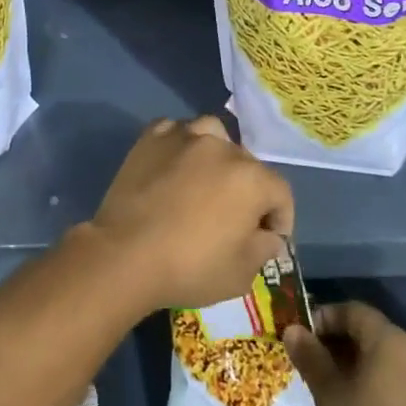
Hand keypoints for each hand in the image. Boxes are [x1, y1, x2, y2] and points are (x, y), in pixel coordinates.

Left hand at [88, 116, 292, 311]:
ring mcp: (184, 137)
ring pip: (213, 135)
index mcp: (251, 178)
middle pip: (247, 164)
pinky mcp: (151, 138)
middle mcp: (221, 147)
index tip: (269, 239)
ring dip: (217, 155)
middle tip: (234, 217)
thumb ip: (264, 248)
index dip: (280, 218)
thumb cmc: (189, 267)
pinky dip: (181, 145)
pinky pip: (176, 132)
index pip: (280, 193)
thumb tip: (269, 235)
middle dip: (249, 190)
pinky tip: (175, 164)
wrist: (125, 254)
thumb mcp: (241, 273)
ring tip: (206, 180)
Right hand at [284, 303, 405, 405]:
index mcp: (390, 340)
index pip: (352, 310)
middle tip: (308, 362)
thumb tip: (293, 330)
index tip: (300, 337)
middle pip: (368, 333)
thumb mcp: (329, 394)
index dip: (323, 317)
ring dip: (352, 365)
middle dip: (336, 343)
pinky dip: (370, 384)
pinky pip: (393, 382)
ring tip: (326, 387)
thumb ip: (311, 358)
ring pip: (380, 360)